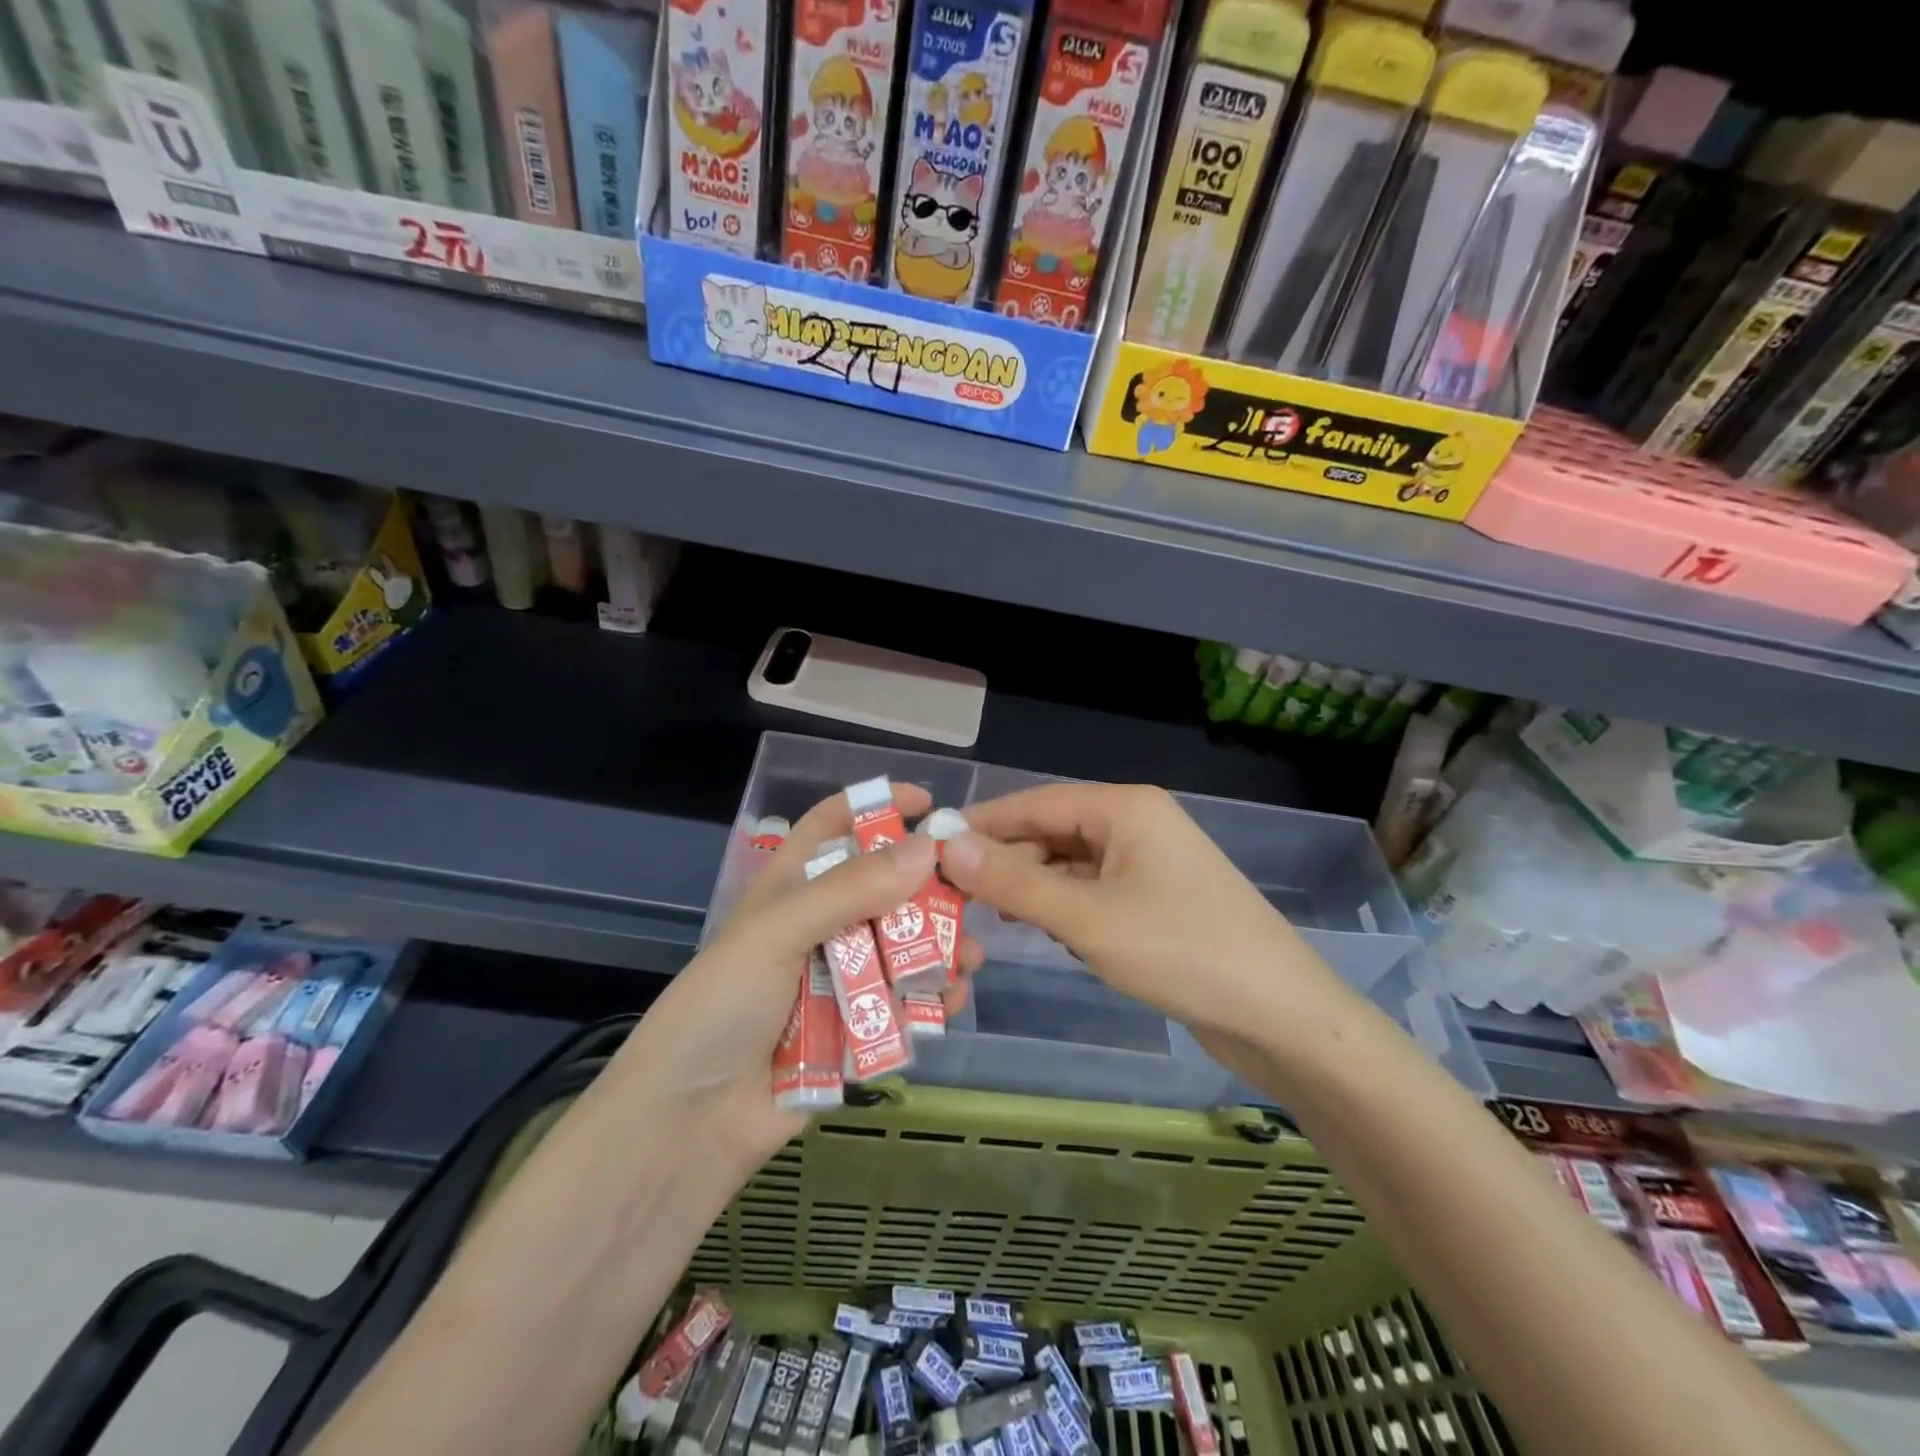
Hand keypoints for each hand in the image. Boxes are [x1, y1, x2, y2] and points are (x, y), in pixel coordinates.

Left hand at [614, 784, 980, 1171]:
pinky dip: (930, 1000)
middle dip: (927, 887)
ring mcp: (839, 981)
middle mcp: (820, 927)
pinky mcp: (855, 1031)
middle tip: (971, 890)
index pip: (832, 827)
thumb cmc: (722, 1007)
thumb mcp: (778, 932)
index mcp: (791, 890)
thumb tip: (927, 848)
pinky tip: (949, 1002)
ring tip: (969, 956)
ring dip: (939, 947)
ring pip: (902, 948)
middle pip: (883, 889)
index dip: (875, 806)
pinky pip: (903, 1004)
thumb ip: (851, 890)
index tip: (929, 804)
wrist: (689, 1124)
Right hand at [940, 784, 1359, 1079]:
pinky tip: (1039, 929)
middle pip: (1052, 831)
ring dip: (1030, 886)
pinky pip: (1092, 890)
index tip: (931, 846)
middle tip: (950, 894)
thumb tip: (947, 846)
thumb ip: (1014, 881)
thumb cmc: (1182, 952)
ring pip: (1070, 864)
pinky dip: (1061, 906)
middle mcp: (1136, 824)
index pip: (1036, 803)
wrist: (1280, 1016)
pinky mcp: (1155, 900)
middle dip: (1004, 860)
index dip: (982, 823)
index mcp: (1124, 808)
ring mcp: (1148, 863)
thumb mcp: (1087, 917)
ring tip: (984, 914)